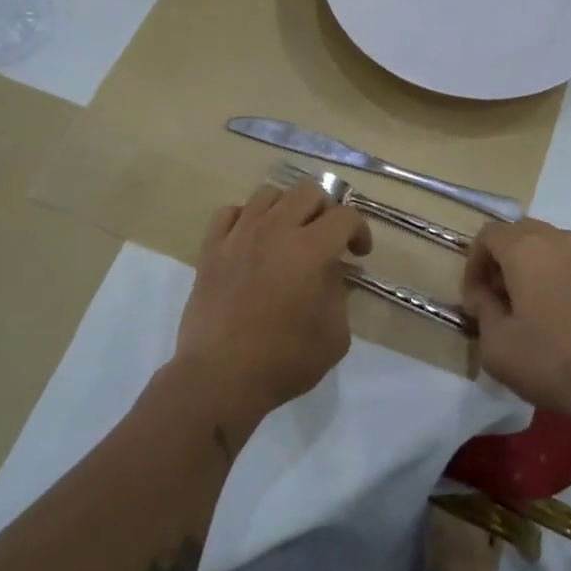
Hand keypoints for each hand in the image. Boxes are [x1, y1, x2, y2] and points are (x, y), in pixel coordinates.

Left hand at [174, 181, 371, 424]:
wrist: (219, 378)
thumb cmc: (283, 361)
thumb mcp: (334, 336)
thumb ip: (339, 295)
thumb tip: (332, 273)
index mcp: (310, 250)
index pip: (344, 216)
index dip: (359, 230)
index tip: (358, 253)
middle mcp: (274, 231)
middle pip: (307, 192)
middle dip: (326, 210)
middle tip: (328, 238)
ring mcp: (238, 236)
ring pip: (268, 194)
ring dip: (287, 208)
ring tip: (290, 233)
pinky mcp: (211, 249)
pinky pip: (229, 212)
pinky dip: (246, 217)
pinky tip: (252, 237)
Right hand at [461, 218, 570, 429]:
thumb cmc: (551, 362)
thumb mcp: (496, 344)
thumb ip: (482, 307)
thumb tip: (483, 293)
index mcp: (526, 248)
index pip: (488, 234)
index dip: (473, 262)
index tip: (474, 297)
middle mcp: (559, 239)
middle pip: (519, 233)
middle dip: (501, 259)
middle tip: (497, 297)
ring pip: (548, 244)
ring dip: (530, 265)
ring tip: (529, 305)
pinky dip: (557, 274)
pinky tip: (560, 313)